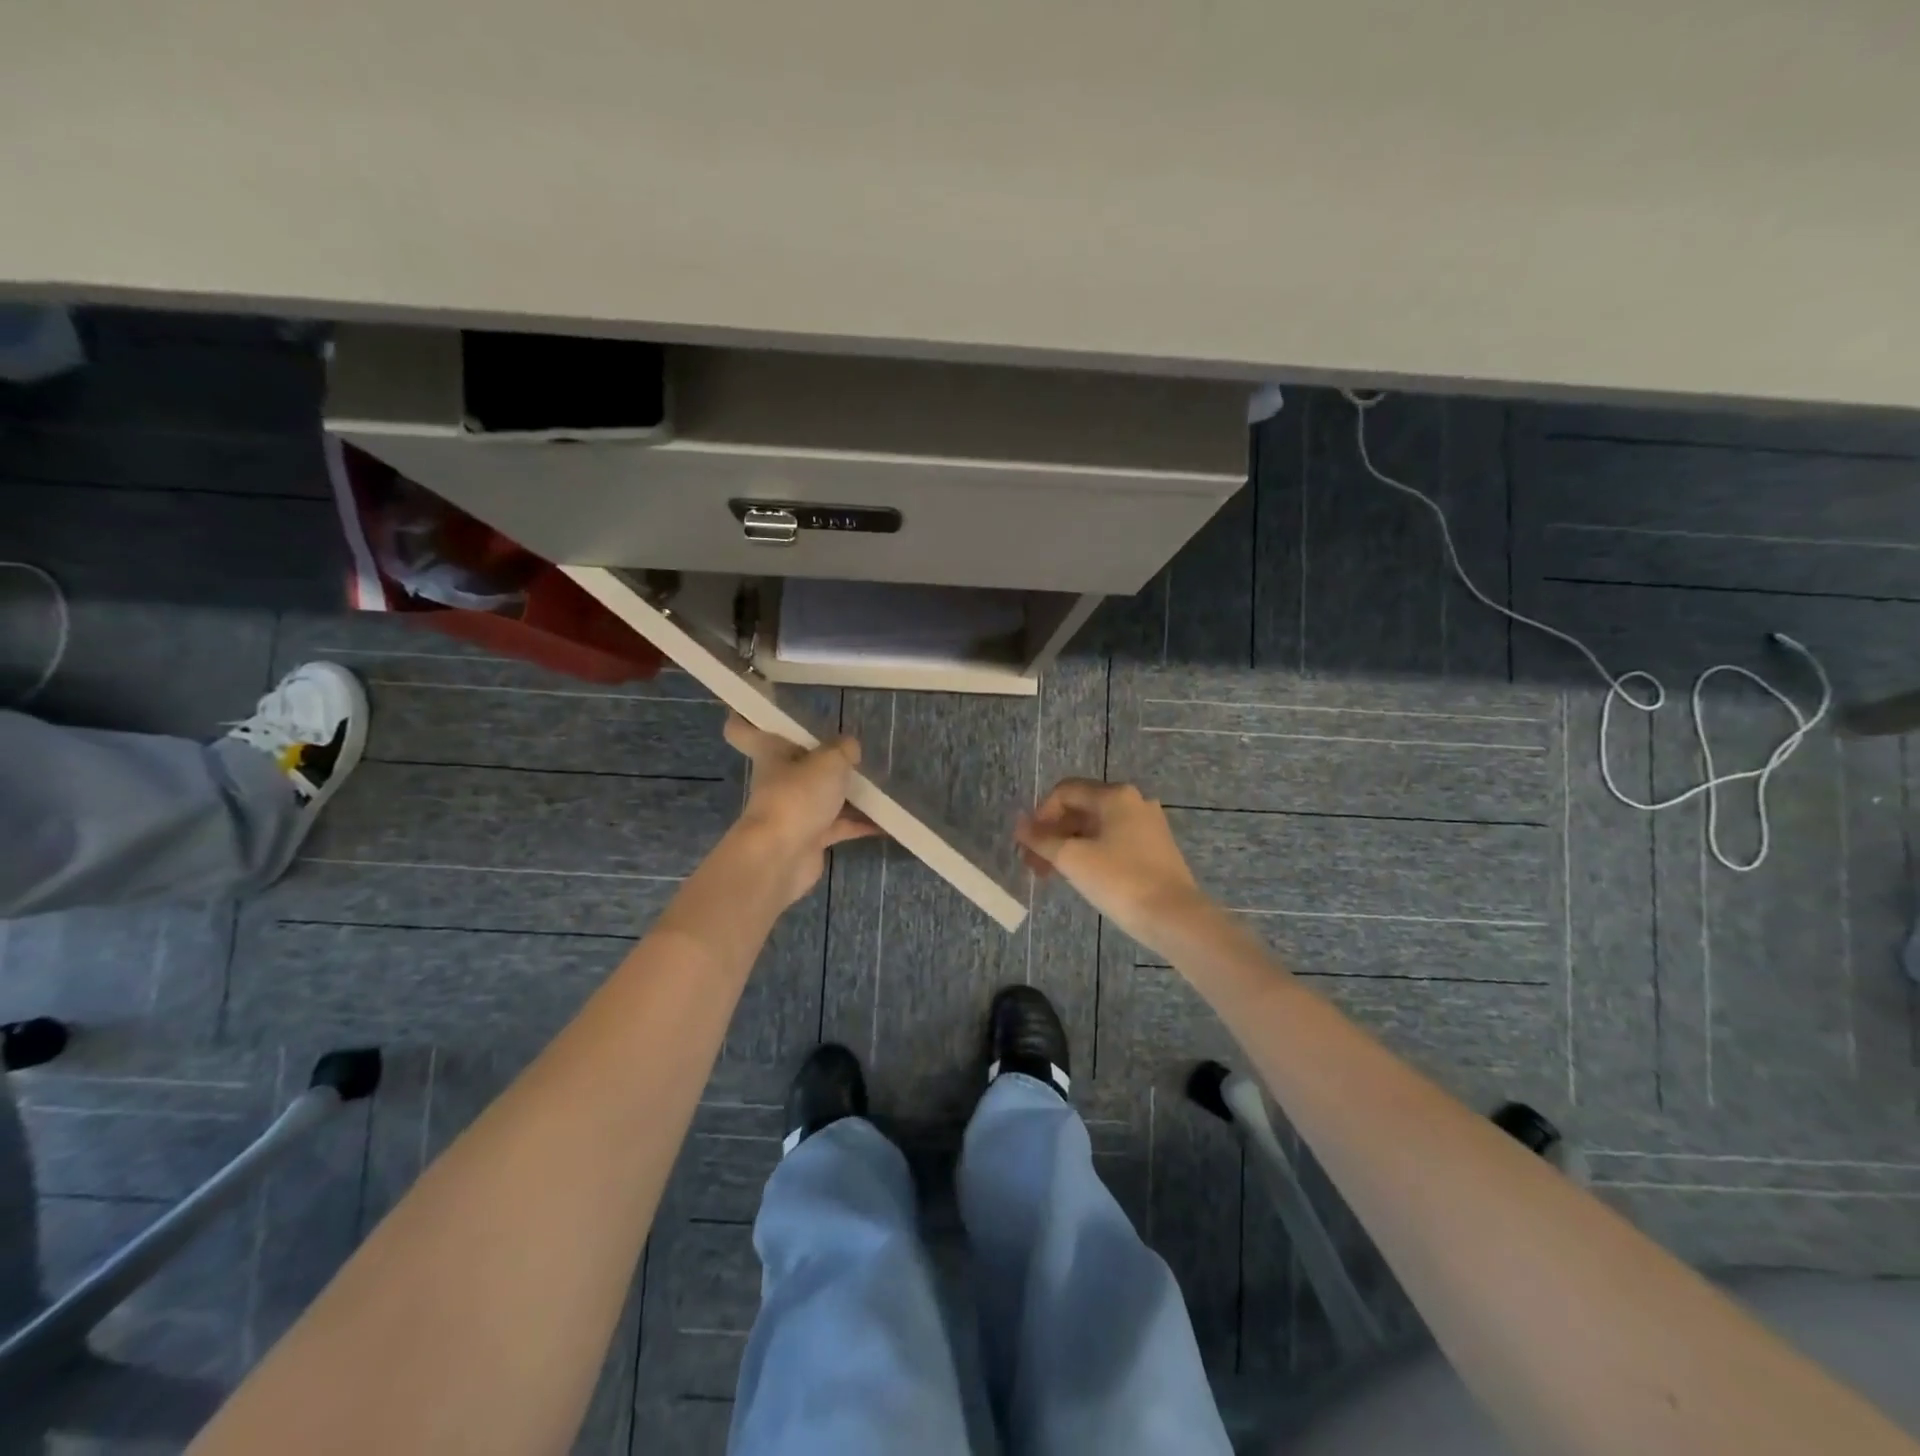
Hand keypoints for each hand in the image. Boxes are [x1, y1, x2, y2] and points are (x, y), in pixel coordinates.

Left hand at [725, 715, 879, 905]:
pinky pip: (839, 825)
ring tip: (880, 785)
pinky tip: (887, 821)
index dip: (747, 716)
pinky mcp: (810, 838)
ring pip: (823, 795)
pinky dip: (860, 823)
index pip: (743, 729)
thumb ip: (844, 749)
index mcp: (772, 753)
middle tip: (853, 751)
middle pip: (797, 763)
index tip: (761, 704)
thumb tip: (849, 748)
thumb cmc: (797, 797)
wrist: (780, 857)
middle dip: (823, 759)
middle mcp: (780, 779)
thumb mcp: (829, 761)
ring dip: (848, 793)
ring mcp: (794, 810)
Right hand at [1015, 779, 1208, 954]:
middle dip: (1052, 833)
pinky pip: (1114, 841)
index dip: (1040, 815)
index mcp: (1115, 795)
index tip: (1028, 845)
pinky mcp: (1156, 848)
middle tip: (1034, 864)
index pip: (1065, 791)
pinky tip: (1081, 876)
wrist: (1175, 917)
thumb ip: (1041, 839)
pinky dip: (1091, 852)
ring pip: (1096, 827)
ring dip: (1069, 845)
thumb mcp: (1072, 858)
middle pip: (1080, 808)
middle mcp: (1134, 801)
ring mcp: (1148, 825)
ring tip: (1052, 875)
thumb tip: (1019, 824)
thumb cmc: (1120, 881)